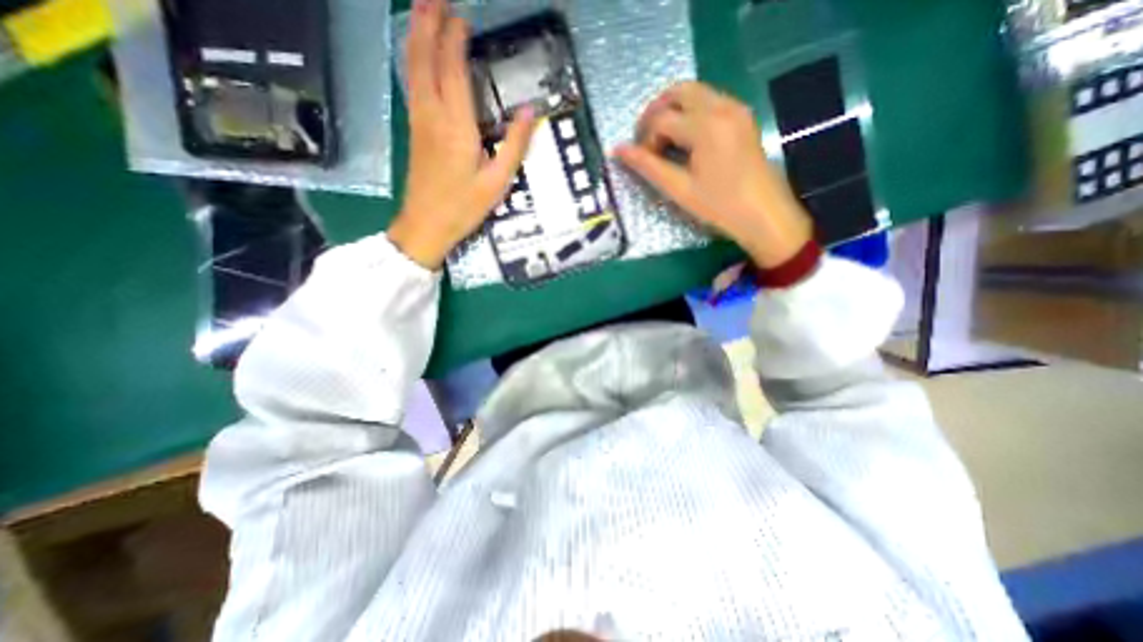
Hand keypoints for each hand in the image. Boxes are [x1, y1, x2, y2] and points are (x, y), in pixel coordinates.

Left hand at [387, 0, 537, 267]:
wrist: (426, 225)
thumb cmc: (464, 207)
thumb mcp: (497, 182)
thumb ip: (515, 146)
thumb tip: (529, 112)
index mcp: (456, 127)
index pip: (453, 70)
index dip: (455, 39)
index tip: (463, 17)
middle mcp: (432, 115)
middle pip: (424, 58)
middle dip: (428, 22)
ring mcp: (418, 121)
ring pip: (412, 68)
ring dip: (416, 35)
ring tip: (422, 10)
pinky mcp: (414, 130)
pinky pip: (411, 84)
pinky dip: (414, 60)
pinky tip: (418, 54)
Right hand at [616, 81, 811, 266]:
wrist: (764, 214)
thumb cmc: (719, 206)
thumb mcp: (679, 189)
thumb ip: (648, 166)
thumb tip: (617, 150)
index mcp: (706, 126)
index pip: (661, 118)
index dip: (645, 138)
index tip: (643, 161)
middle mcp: (722, 106)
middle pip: (678, 91)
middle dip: (655, 113)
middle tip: (646, 140)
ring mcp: (736, 108)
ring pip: (695, 92)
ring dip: (672, 111)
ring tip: (664, 142)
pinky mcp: (742, 116)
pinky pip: (710, 101)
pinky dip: (691, 113)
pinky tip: (686, 140)